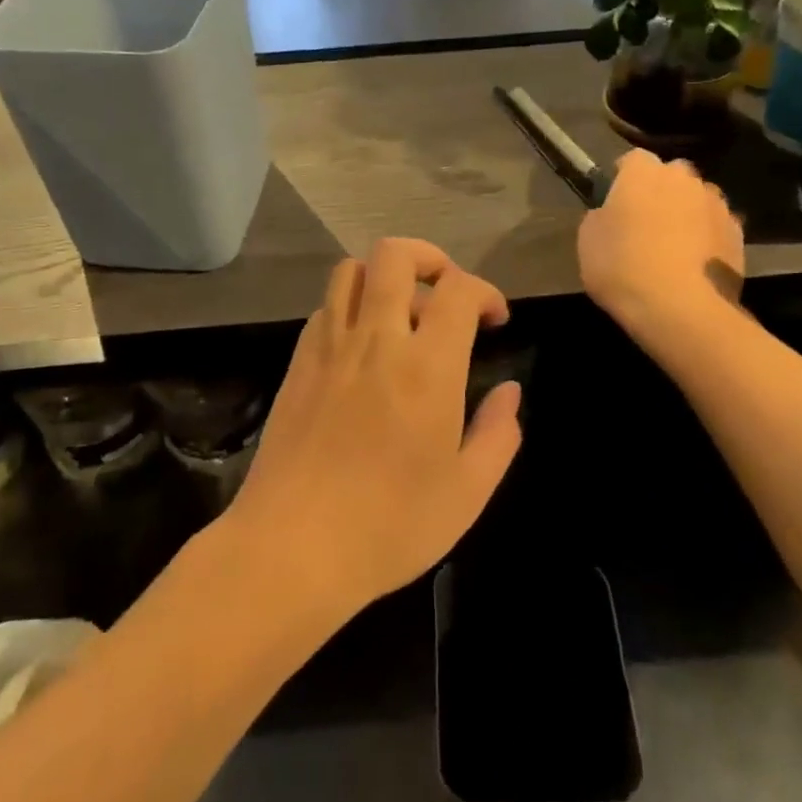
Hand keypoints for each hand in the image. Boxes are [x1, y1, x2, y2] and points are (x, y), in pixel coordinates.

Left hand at [225, 238, 521, 618]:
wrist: (292, 547)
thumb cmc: (389, 526)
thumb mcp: (467, 493)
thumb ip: (498, 434)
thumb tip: (510, 393)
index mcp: (426, 367)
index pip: (458, 289)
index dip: (484, 291)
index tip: (494, 320)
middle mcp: (376, 340)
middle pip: (395, 254)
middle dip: (429, 257)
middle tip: (445, 293)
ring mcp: (329, 347)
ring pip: (351, 270)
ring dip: (384, 277)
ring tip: (402, 314)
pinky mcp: (297, 363)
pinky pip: (325, 308)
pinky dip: (350, 307)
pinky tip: (362, 348)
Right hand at [578, 150, 745, 345]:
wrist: (680, 308)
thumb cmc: (622, 267)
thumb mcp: (588, 241)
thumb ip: (600, 216)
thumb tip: (610, 214)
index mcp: (643, 173)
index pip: (633, 159)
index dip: (624, 178)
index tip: (616, 201)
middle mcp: (684, 178)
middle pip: (671, 175)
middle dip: (660, 191)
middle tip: (645, 222)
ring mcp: (716, 204)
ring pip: (698, 199)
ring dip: (687, 213)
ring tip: (674, 246)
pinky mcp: (738, 233)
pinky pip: (716, 226)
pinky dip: (707, 238)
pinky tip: (694, 264)